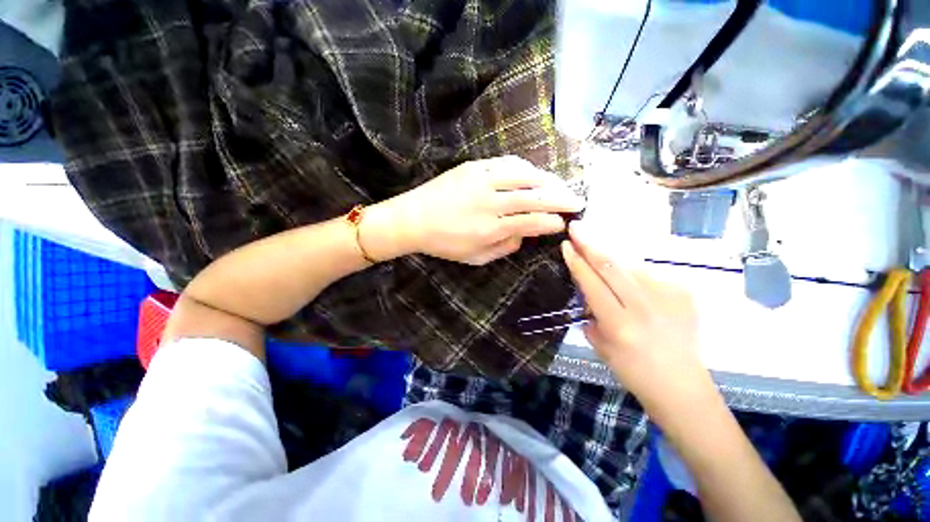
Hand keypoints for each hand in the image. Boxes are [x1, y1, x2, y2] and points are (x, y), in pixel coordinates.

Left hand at [383, 156, 584, 264]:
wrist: (412, 218)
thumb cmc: (444, 243)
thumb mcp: (475, 257)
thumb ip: (503, 248)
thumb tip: (523, 235)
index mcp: (491, 228)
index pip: (532, 222)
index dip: (552, 222)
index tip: (563, 223)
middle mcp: (490, 202)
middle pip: (535, 196)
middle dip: (561, 199)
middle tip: (578, 201)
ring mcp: (482, 180)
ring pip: (525, 175)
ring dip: (548, 180)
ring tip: (560, 187)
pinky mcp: (473, 166)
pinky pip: (506, 162)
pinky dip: (525, 167)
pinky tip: (534, 173)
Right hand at [561, 221, 707, 409]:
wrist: (682, 386)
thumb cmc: (633, 371)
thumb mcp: (600, 345)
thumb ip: (590, 313)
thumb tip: (586, 291)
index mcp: (619, 324)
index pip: (592, 283)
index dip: (577, 261)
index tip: (566, 244)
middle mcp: (644, 307)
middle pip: (611, 265)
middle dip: (590, 243)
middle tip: (577, 226)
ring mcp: (668, 297)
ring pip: (631, 263)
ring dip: (611, 254)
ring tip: (596, 245)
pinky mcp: (684, 293)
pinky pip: (650, 273)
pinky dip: (633, 270)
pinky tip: (628, 274)